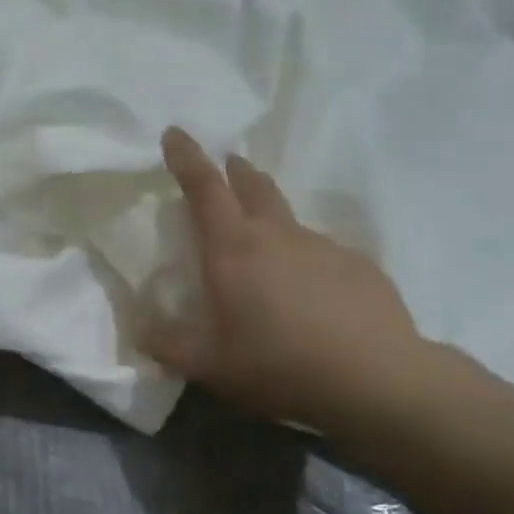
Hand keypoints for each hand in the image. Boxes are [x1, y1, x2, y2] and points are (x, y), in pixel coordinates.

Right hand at [143, 128, 445, 430]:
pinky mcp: (360, 267)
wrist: (376, 380)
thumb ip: (166, 344)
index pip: (204, 186)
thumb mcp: (208, 365)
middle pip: (253, 186)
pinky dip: (309, 263)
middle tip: (229, 165)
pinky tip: (314, 298)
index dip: (186, 156)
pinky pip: (324, 254)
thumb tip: (138, 329)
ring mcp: (324, 247)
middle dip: (235, 171)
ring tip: (268, 255)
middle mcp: (278, 235)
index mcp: (234, 247)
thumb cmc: (278, 364)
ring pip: (290, 221)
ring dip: (272, 222)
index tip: (175, 132)